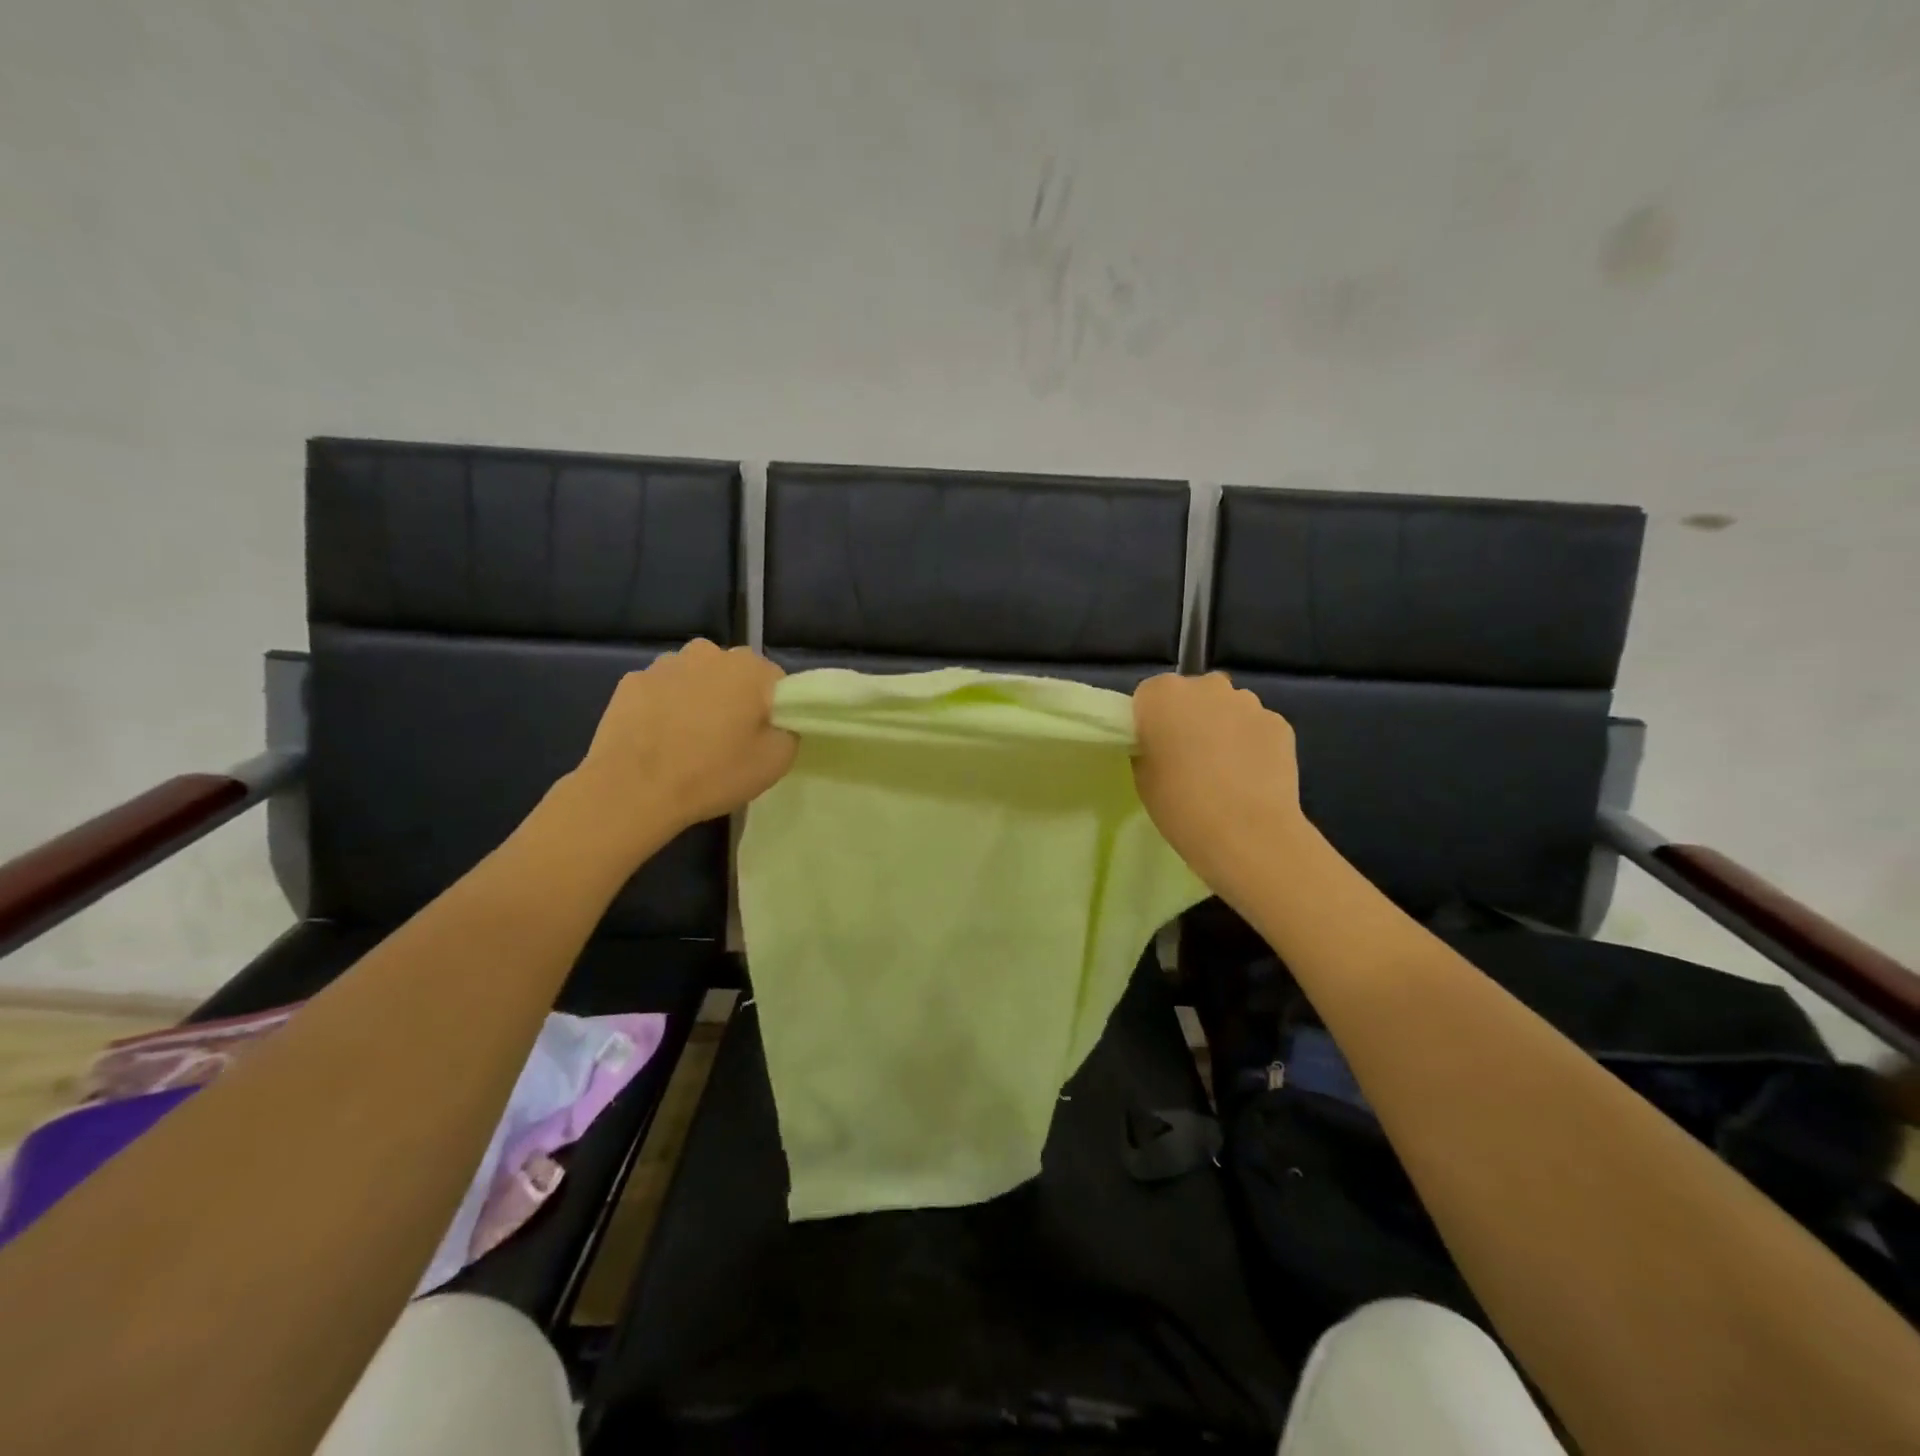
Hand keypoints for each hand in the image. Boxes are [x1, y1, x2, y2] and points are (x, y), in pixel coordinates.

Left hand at [574, 640, 795, 840]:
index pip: (776, 682)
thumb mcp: (777, 761)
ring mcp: (664, 664)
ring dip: (699, 701)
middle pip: (734, 675)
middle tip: (729, 741)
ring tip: (690, 742)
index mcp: (749, 667)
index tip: (764, 738)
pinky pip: (662, 692)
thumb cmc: (713, 773)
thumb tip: (779, 722)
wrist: (632, 790)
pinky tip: (661, 741)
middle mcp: (708, 652)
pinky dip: (665, 709)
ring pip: (695, 680)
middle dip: (735, 700)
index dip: (774, 711)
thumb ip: (789, 731)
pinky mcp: (630, 682)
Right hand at [1131, 672, 1307, 899]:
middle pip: (1193, 693)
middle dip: (1191, 716)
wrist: (1247, 833)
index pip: (1149, 694)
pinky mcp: (1279, 723)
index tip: (1155, 746)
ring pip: (1228, 707)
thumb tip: (1164, 743)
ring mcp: (1248, 702)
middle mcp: (1206, 686)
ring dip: (1224, 727)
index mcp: (1162, 694)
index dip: (1152, 720)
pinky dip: (1252, 743)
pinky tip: (1251, 776)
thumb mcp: (1142, 776)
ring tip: (1225, 770)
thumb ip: (1149, 746)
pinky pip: (1256, 727)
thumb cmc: (1180, 805)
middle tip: (1189, 756)